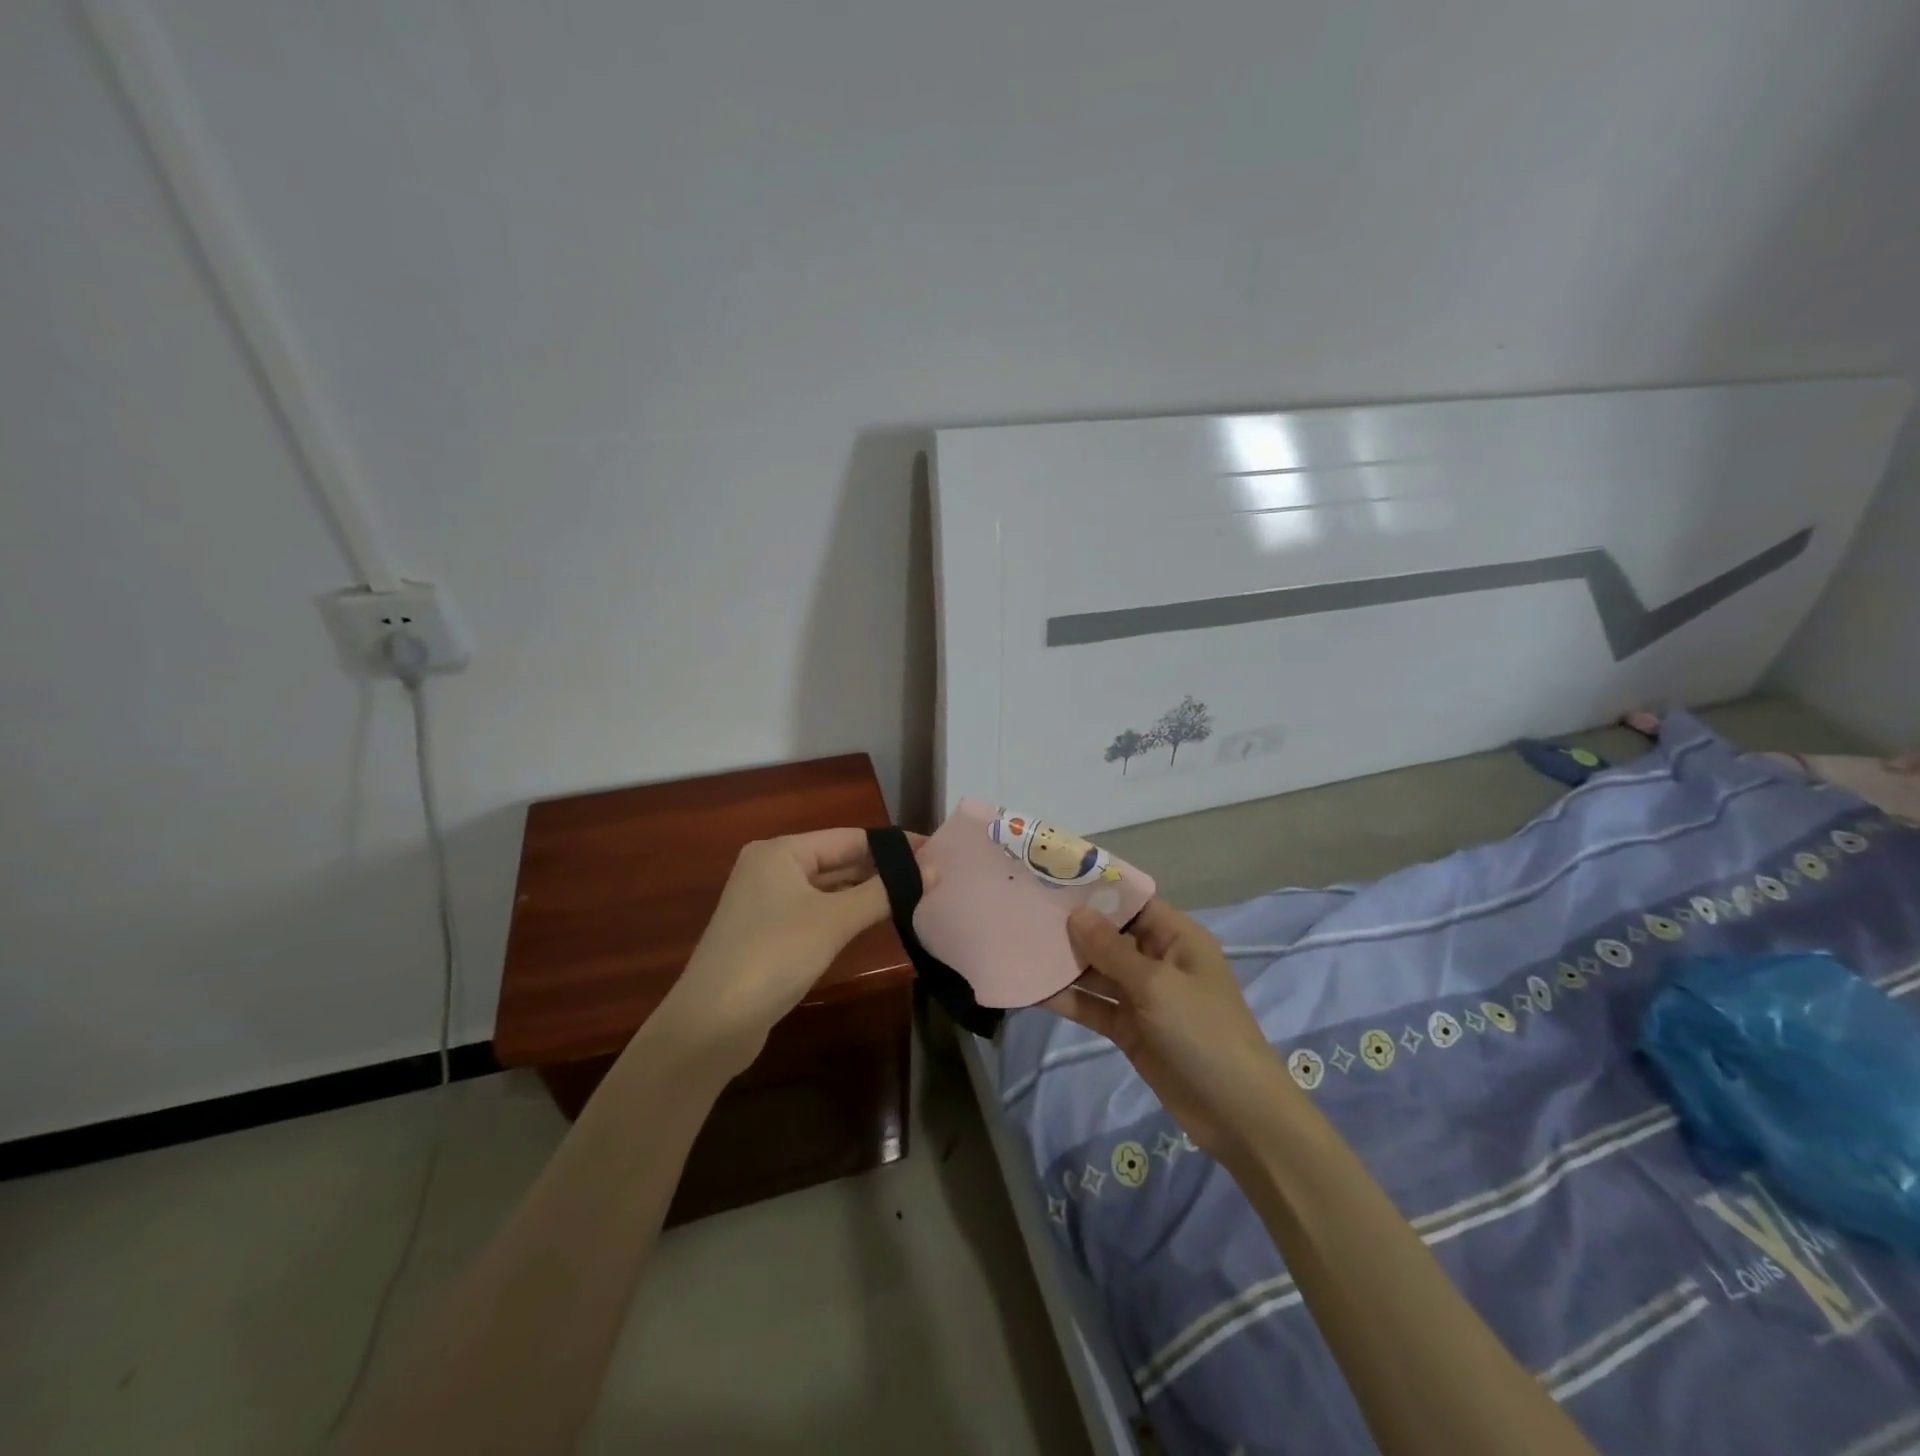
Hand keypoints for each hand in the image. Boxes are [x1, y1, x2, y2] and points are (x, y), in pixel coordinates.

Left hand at [652, 829, 921, 1074]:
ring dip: (866, 893)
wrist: (711, 1024)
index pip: (849, 837)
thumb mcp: (833, 920)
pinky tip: (875, 921)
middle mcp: (771, 868)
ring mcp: (767, 902)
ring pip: (828, 888)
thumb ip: (884, 892)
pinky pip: (817, 912)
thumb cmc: (773, 956)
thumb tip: (933, 868)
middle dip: (882, 869)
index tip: (936, 853)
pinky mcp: (768, 934)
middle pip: (838, 860)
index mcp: (780, 851)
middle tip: (931, 876)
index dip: (893, 845)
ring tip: (915, 896)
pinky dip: (845, 914)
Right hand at [1043, 900, 1294, 1159]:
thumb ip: (1113, 950)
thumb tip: (1076, 914)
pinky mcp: (1130, 1029)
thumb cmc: (1203, 1033)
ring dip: (1065, 963)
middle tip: (1023, 911)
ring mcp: (1142, 996)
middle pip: (1110, 935)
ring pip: (1097, 971)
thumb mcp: (1157, 985)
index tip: (1052, 879)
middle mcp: (1158, 960)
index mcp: (1177, 938)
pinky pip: (1094, 1006)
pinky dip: (1069, 999)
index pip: (1132, 902)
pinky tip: (1034, 989)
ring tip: (1020, 945)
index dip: (1095, 890)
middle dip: (1072, 926)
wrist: (1236, 1114)